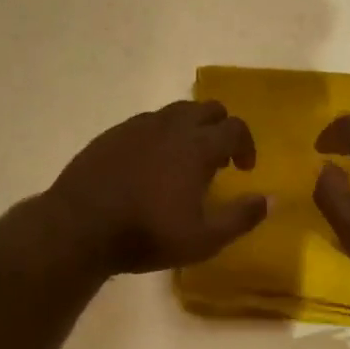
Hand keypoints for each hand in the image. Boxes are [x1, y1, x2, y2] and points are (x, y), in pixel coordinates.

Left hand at [47, 101, 267, 273]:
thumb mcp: (202, 239)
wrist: (79, 226)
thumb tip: (270, 199)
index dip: (246, 146)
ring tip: (184, 161)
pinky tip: (150, 165)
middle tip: (219, 160)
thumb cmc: (147, 234)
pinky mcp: (112, 134)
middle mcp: (170, 126)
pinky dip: (160, 135)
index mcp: (197, 146)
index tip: (244, 169)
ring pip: (175, 112)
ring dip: (190, 129)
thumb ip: (240, 217)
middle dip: (221, 129)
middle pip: (207, 109)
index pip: (235, 128)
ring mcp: (138, 126)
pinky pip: (147, 123)